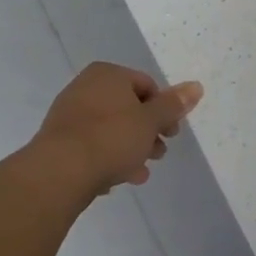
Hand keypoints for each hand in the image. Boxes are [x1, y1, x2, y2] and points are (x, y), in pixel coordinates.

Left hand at [32, 63, 203, 196]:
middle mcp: (85, 87)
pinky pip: (91, 146)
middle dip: (147, 132)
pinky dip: (107, 158)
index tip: (172, 134)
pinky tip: (116, 180)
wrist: (59, 172)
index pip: (146, 86)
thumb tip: (196, 86)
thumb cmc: (111, 138)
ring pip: (110, 129)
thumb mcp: (151, 121)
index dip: (164, 110)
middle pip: (128, 108)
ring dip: (130, 149)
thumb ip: (173, 105)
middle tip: (158, 155)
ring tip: (140, 173)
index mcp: (108, 74)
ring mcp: (69, 114)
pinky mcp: (58, 140)